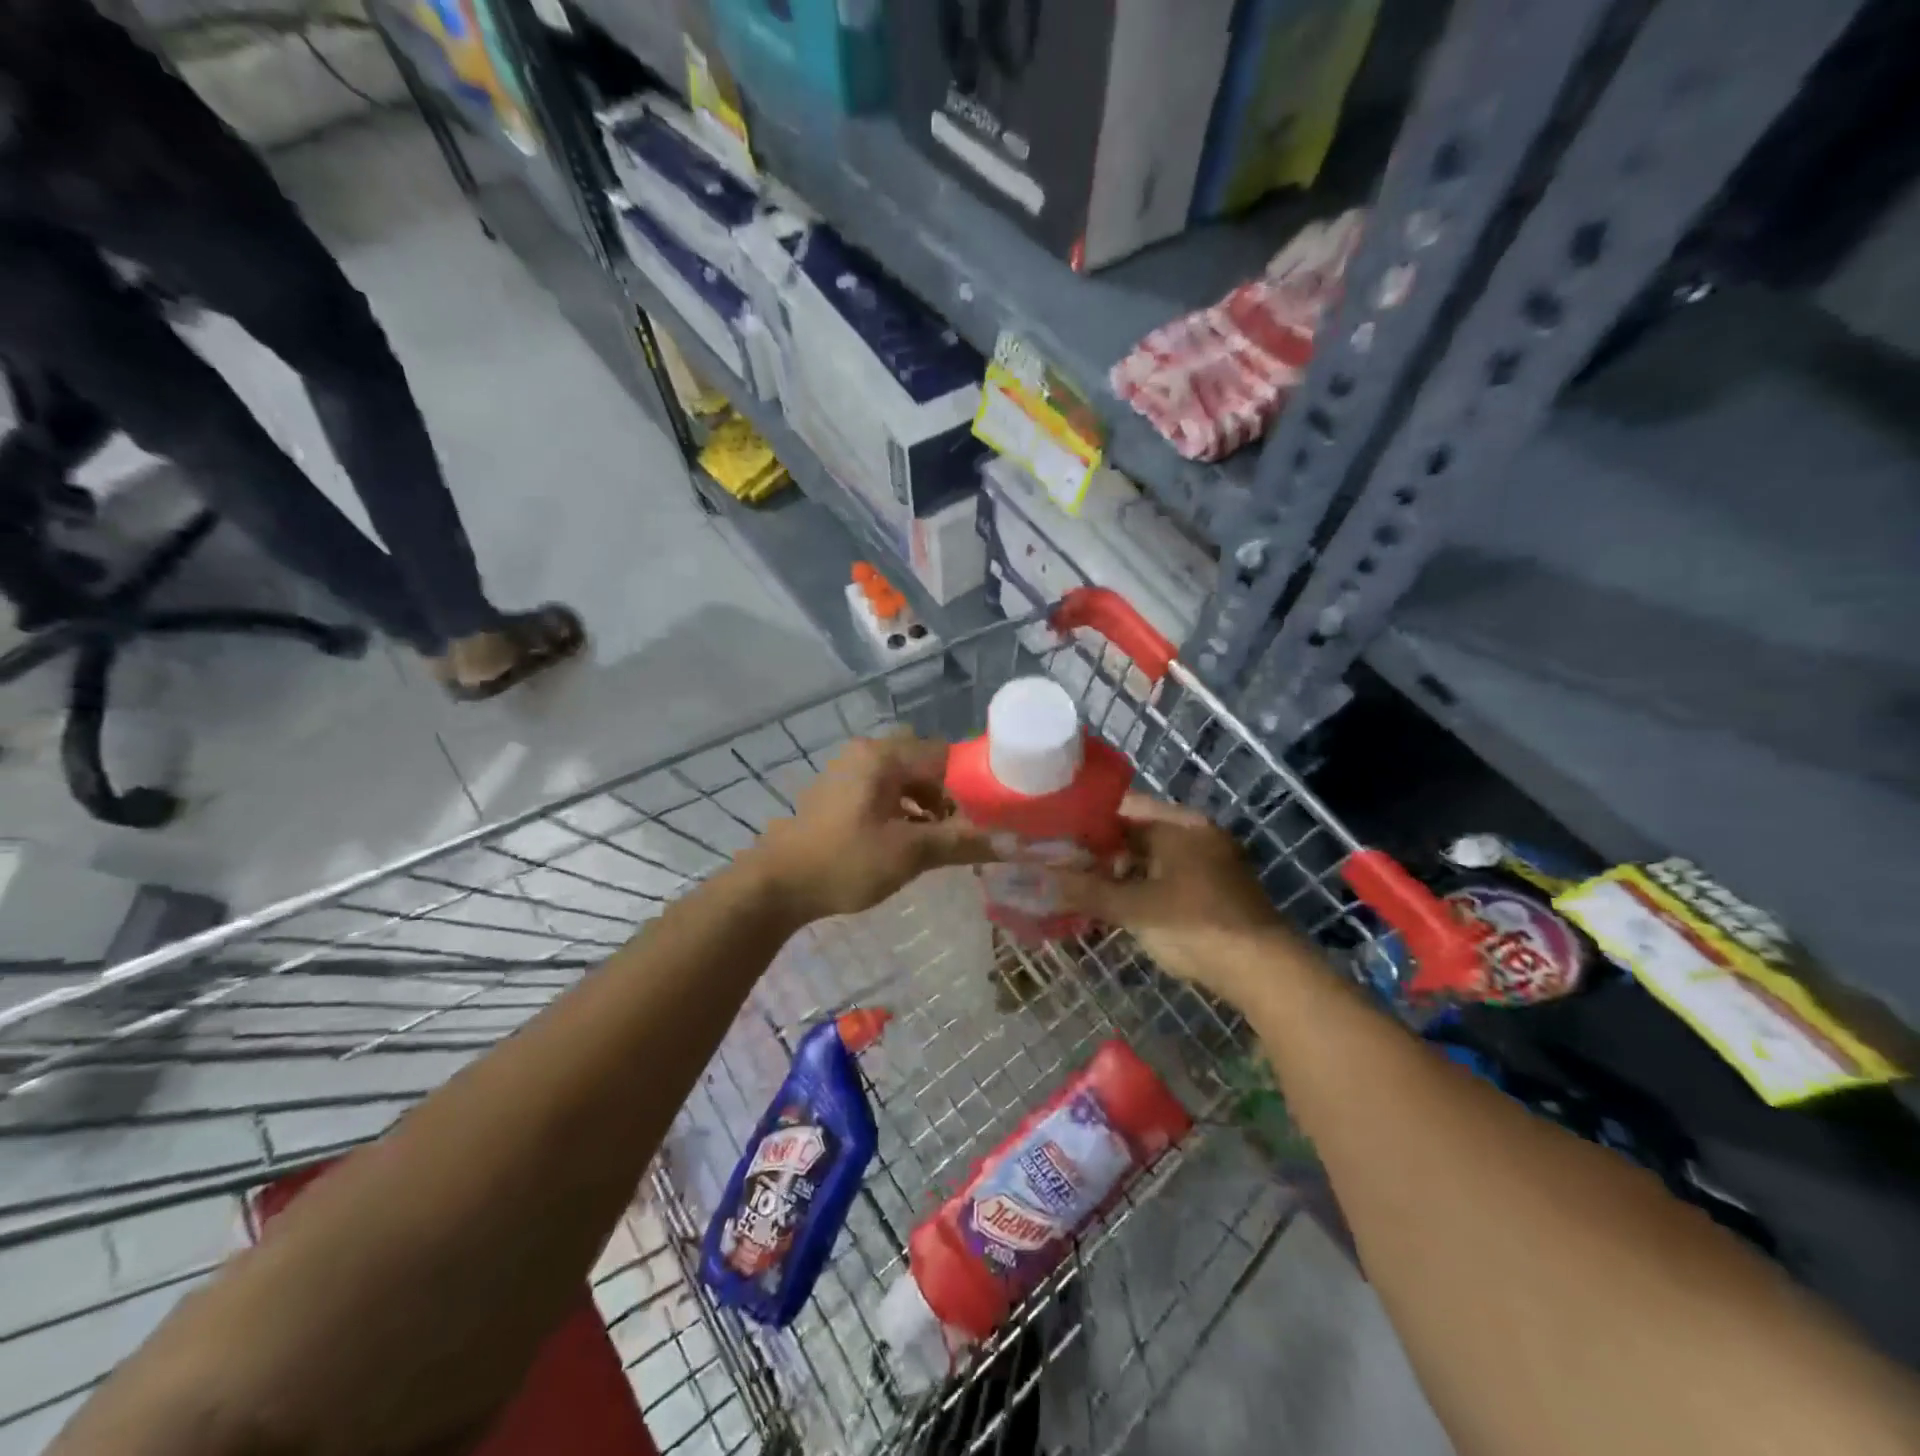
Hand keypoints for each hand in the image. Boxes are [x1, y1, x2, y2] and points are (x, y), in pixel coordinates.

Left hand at [747, 735, 991, 923]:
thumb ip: (962, 843)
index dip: (974, 783)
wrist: (778, 884)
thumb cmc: (846, 861)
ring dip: (928, 804)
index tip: (993, 812)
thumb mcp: (910, 853)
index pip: (946, 755)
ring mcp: (849, 771)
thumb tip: (1014, 844)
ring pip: (905, 779)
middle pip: (926, 765)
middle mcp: (866, 753)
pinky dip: (904, 809)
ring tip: (942, 838)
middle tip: (966, 827)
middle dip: (950, 796)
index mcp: (883, 756)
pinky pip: (885, 791)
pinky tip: (911, 839)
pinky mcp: (840, 793)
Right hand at [1057, 795, 1321, 1006]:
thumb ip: (1085, 890)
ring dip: (1120, 871)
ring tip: (1085, 889)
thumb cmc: (1195, 926)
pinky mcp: (1215, 888)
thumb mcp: (1134, 908)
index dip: (1085, 821)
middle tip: (1063, 867)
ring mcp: (1210, 860)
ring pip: (1152, 856)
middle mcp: (1197, 832)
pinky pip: (1168, 875)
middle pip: (1136, 831)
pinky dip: (1142, 886)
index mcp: (1180, 824)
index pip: (1122, 807)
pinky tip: (1120, 905)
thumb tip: (1035, 879)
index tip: (1054, 836)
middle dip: (1100, 850)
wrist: (1265, 971)